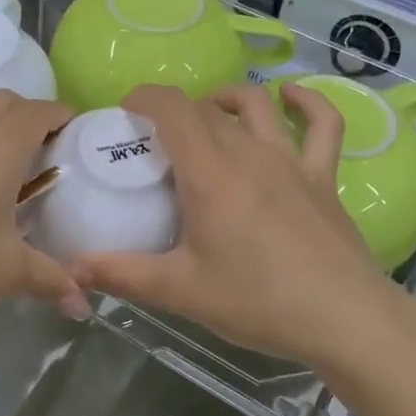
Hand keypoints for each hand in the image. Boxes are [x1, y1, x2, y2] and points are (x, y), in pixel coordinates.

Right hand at [71, 83, 394, 367]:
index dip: (145, 98)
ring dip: (227, 98)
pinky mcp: (322, 176)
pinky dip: (307, 103)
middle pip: (206, 110)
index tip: (126, 111)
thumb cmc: (258, 301)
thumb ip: (122, 275)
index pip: (172, 109)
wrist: (343, 317)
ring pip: (257, 104)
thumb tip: (72, 269)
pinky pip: (323, 124)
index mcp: (209, 173)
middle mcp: (249, 152)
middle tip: (157, 141)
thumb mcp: (181, 291)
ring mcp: (291, 160)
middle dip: (176, 113)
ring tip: (210, 111)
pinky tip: (291, 97)